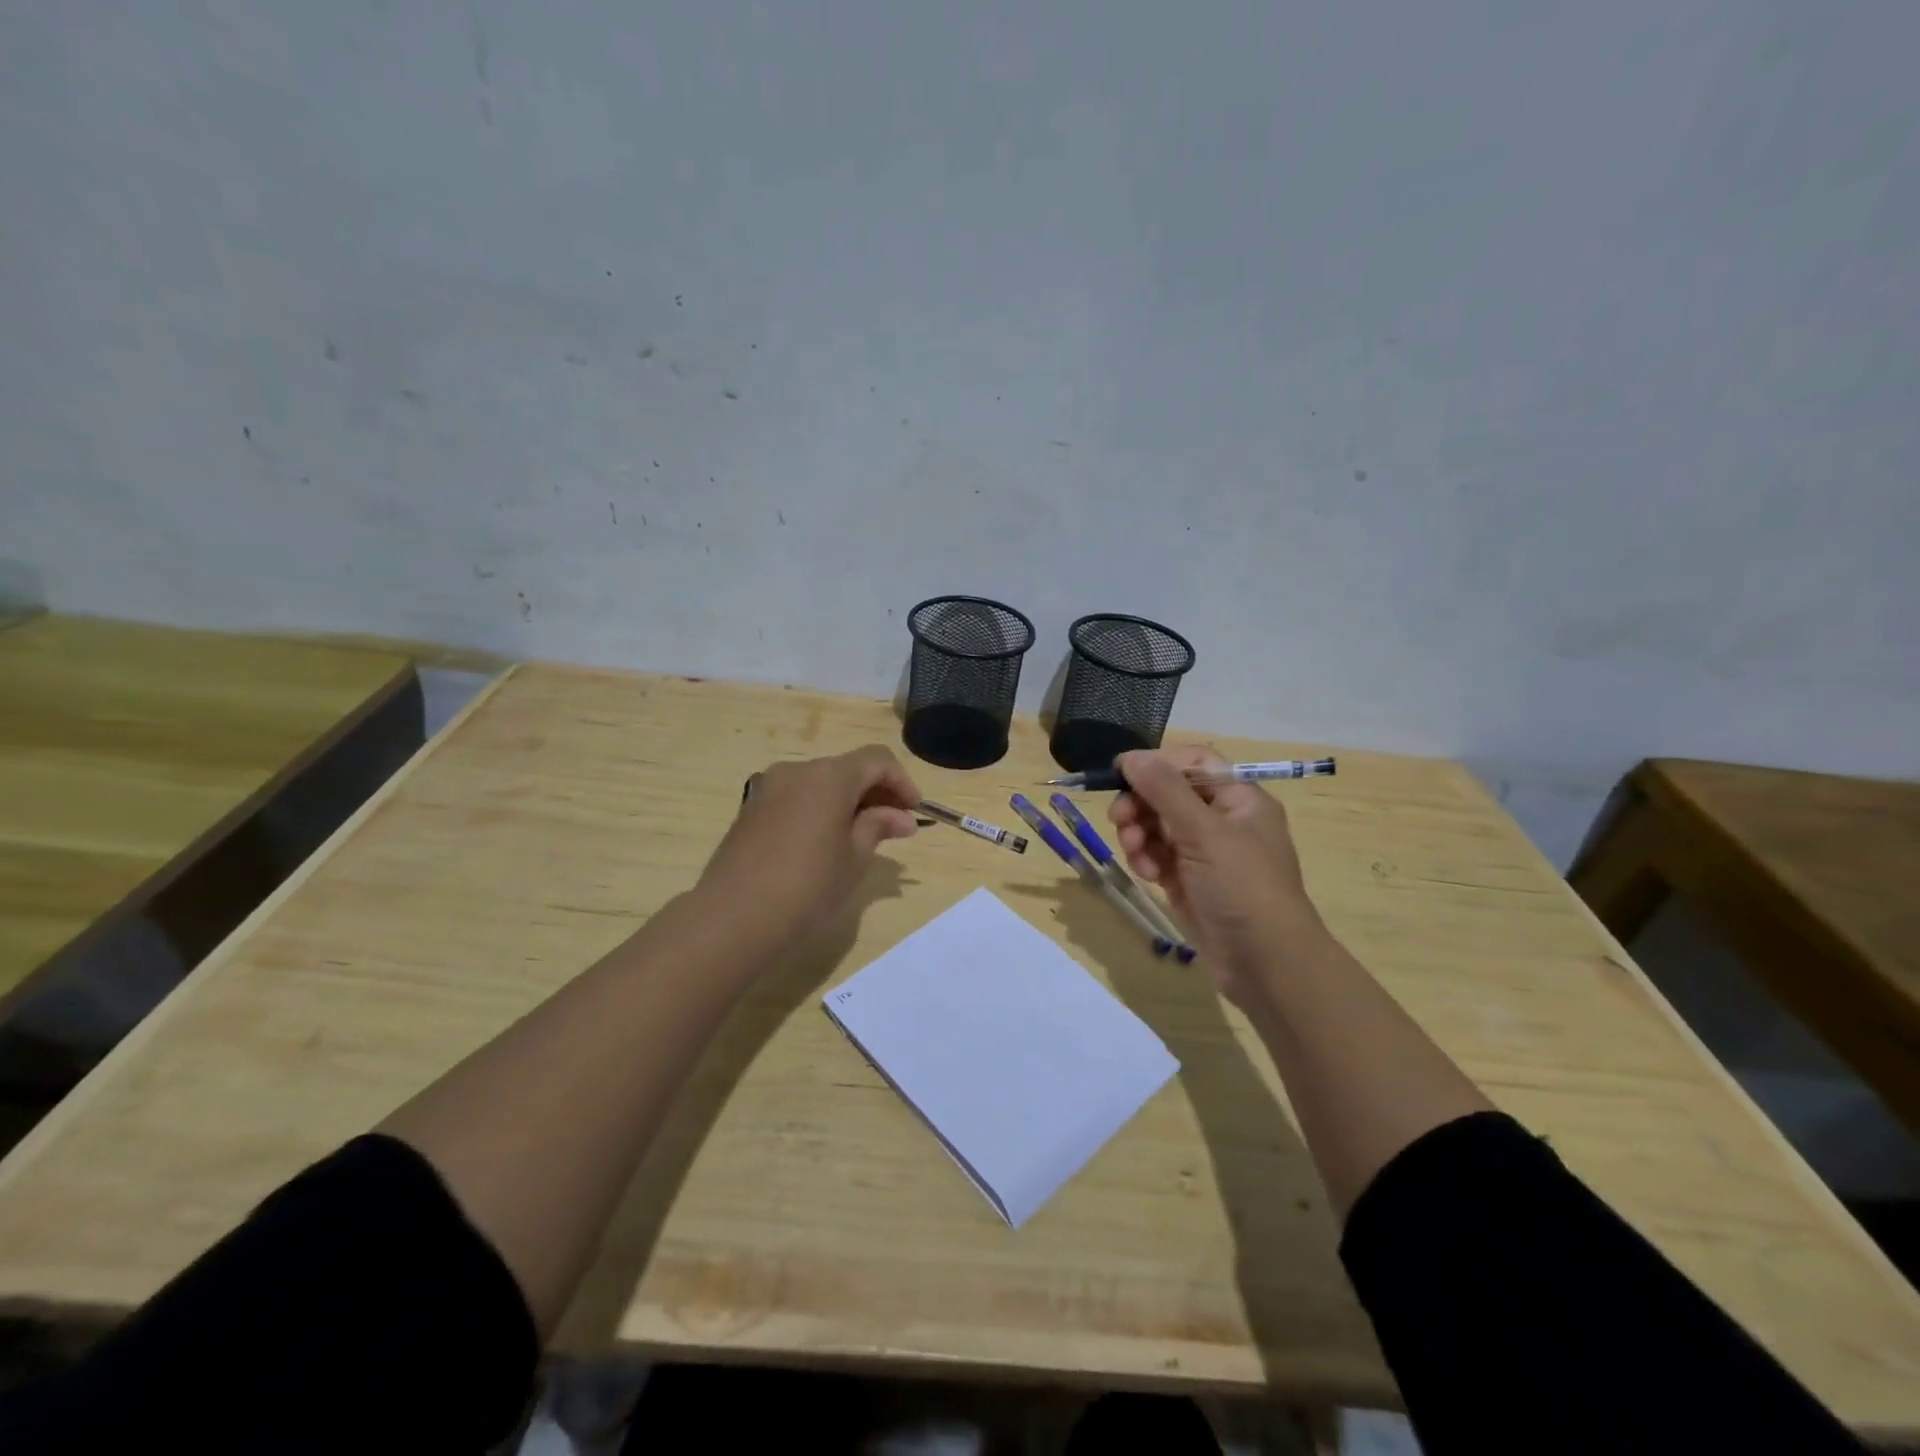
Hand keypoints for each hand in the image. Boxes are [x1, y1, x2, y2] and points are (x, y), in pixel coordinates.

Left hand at [700, 745, 920, 946]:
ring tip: (861, 838)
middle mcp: (798, 769)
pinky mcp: (751, 808)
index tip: (914, 812)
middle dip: (876, 792)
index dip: (902, 782)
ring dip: (847, 801)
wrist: (734, 915)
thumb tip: (901, 817)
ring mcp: (769, 787)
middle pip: (848, 768)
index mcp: (830, 775)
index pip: (877, 760)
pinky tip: (824, 842)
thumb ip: (879, 826)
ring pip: (821, 782)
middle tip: (894, 828)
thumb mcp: (855, 857)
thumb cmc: (808, 885)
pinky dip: (819, 809)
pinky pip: (797, 797)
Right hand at [1109, 747, 1328, 1009]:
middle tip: (1119, 819)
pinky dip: (1146, 860)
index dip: (1157, 764)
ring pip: (1157, 825)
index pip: (1193, 763)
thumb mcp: (1204, 832)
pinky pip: (1157, 855)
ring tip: (1135, 853)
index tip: (1120, 773)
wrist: (1266, 964)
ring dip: (1139, 834)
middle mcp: (1222, 820)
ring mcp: (1204, 852)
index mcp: (1239, 798)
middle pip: (1168, 793)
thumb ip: (1164, 790)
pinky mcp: (1188, 880)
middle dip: (1141, 804)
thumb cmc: (1243, 887)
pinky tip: (1147, 875)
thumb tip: (1131, 757)